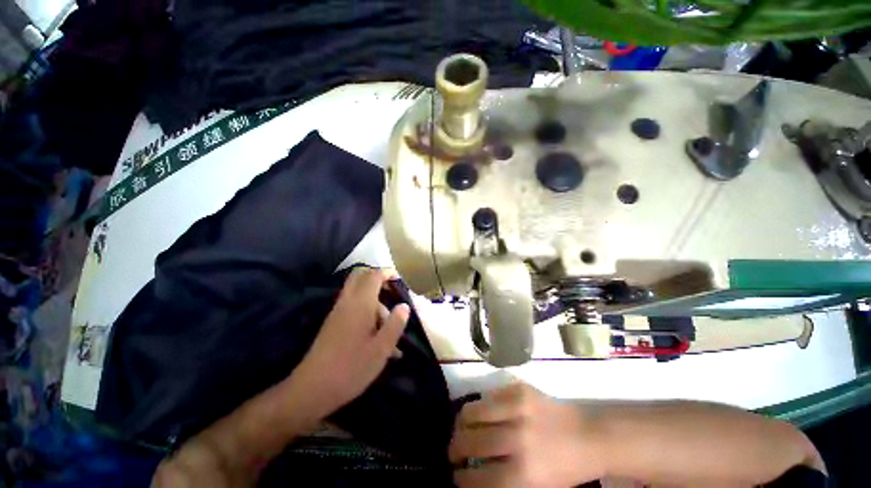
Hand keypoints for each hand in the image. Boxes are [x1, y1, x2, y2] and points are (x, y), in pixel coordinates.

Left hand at [285, 267, 409, 422]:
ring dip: (375, 301)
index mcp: (361, 303)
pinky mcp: (333, 323)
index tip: (400, 281)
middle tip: (392, 292)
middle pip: (360, 276)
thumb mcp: (381, 348)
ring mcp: (338, 312)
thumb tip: (404, 306)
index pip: (373, 275)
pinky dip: (367, 311)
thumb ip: (395, 324)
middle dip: (378, 279)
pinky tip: (378, 337)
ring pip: (358, 292)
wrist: (312, 389)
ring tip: (390, 327)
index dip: (387, 273)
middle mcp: (347, 302)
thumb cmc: (352, 368)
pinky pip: (353, 306)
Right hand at [450, 383, 604, 487]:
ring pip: (473, 411)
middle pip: (471, 441)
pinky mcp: (519, 389)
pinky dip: (480, 406)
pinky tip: (481, 413)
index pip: (479, 479)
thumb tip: (473, 473)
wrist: (588, 435)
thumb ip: (502, 482)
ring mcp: (518, 408)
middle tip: (454, 452)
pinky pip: (488, 395)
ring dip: (462, 422)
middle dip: (455, 448)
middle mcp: (518, 439)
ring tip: (462, 428)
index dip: (462, 480)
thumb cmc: (563, 469)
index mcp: (524, 474)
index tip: (456, 477)